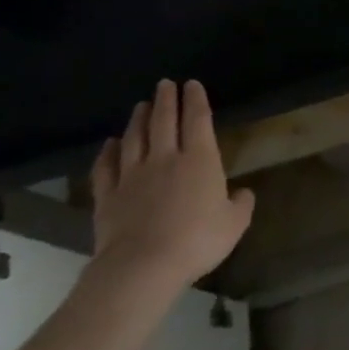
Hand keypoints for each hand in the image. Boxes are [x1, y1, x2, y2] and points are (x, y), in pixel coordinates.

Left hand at [90, 80, 254, 293]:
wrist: (143, 265)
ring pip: (134, 139)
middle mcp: (165, 159)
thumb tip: (242, 193)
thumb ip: (241, 204)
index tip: (192, 84)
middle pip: (164, 122)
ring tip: (141, 105)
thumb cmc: (198, 240)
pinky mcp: (108, 196)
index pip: (198, 121)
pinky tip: (109, 144)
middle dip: (166, 100)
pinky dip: (107, 153)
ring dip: (139, 119)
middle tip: (165, 84)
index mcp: (200, 161)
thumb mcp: (235, 224)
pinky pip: (106, 168)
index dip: (196, 100)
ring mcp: (132, 176)